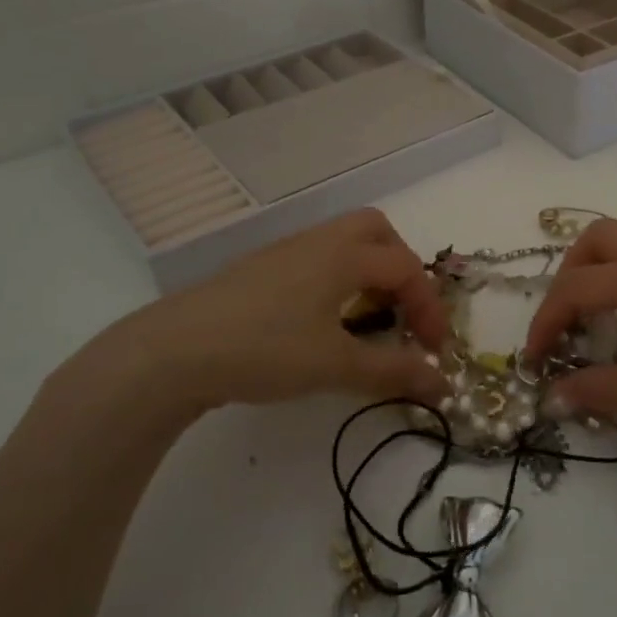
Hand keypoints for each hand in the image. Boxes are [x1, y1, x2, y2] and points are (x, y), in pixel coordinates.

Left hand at [45, 208, 449, 435]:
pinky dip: (338, 281)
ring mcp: (285, 253)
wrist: (172, 352)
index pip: (406, 269)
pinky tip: (323, 323)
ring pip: (343, 244)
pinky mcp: (260, 271)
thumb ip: (393, 371)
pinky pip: (316, 260)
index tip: (436, 351)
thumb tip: (444, 385)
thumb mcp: (335, 365)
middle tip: (403, 312)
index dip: (429, 308)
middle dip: (401, 269)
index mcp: (343, 255)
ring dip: (368, 274)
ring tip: (367, 320)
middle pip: (376, 232)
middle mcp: (318, 242)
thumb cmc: (264, 349)